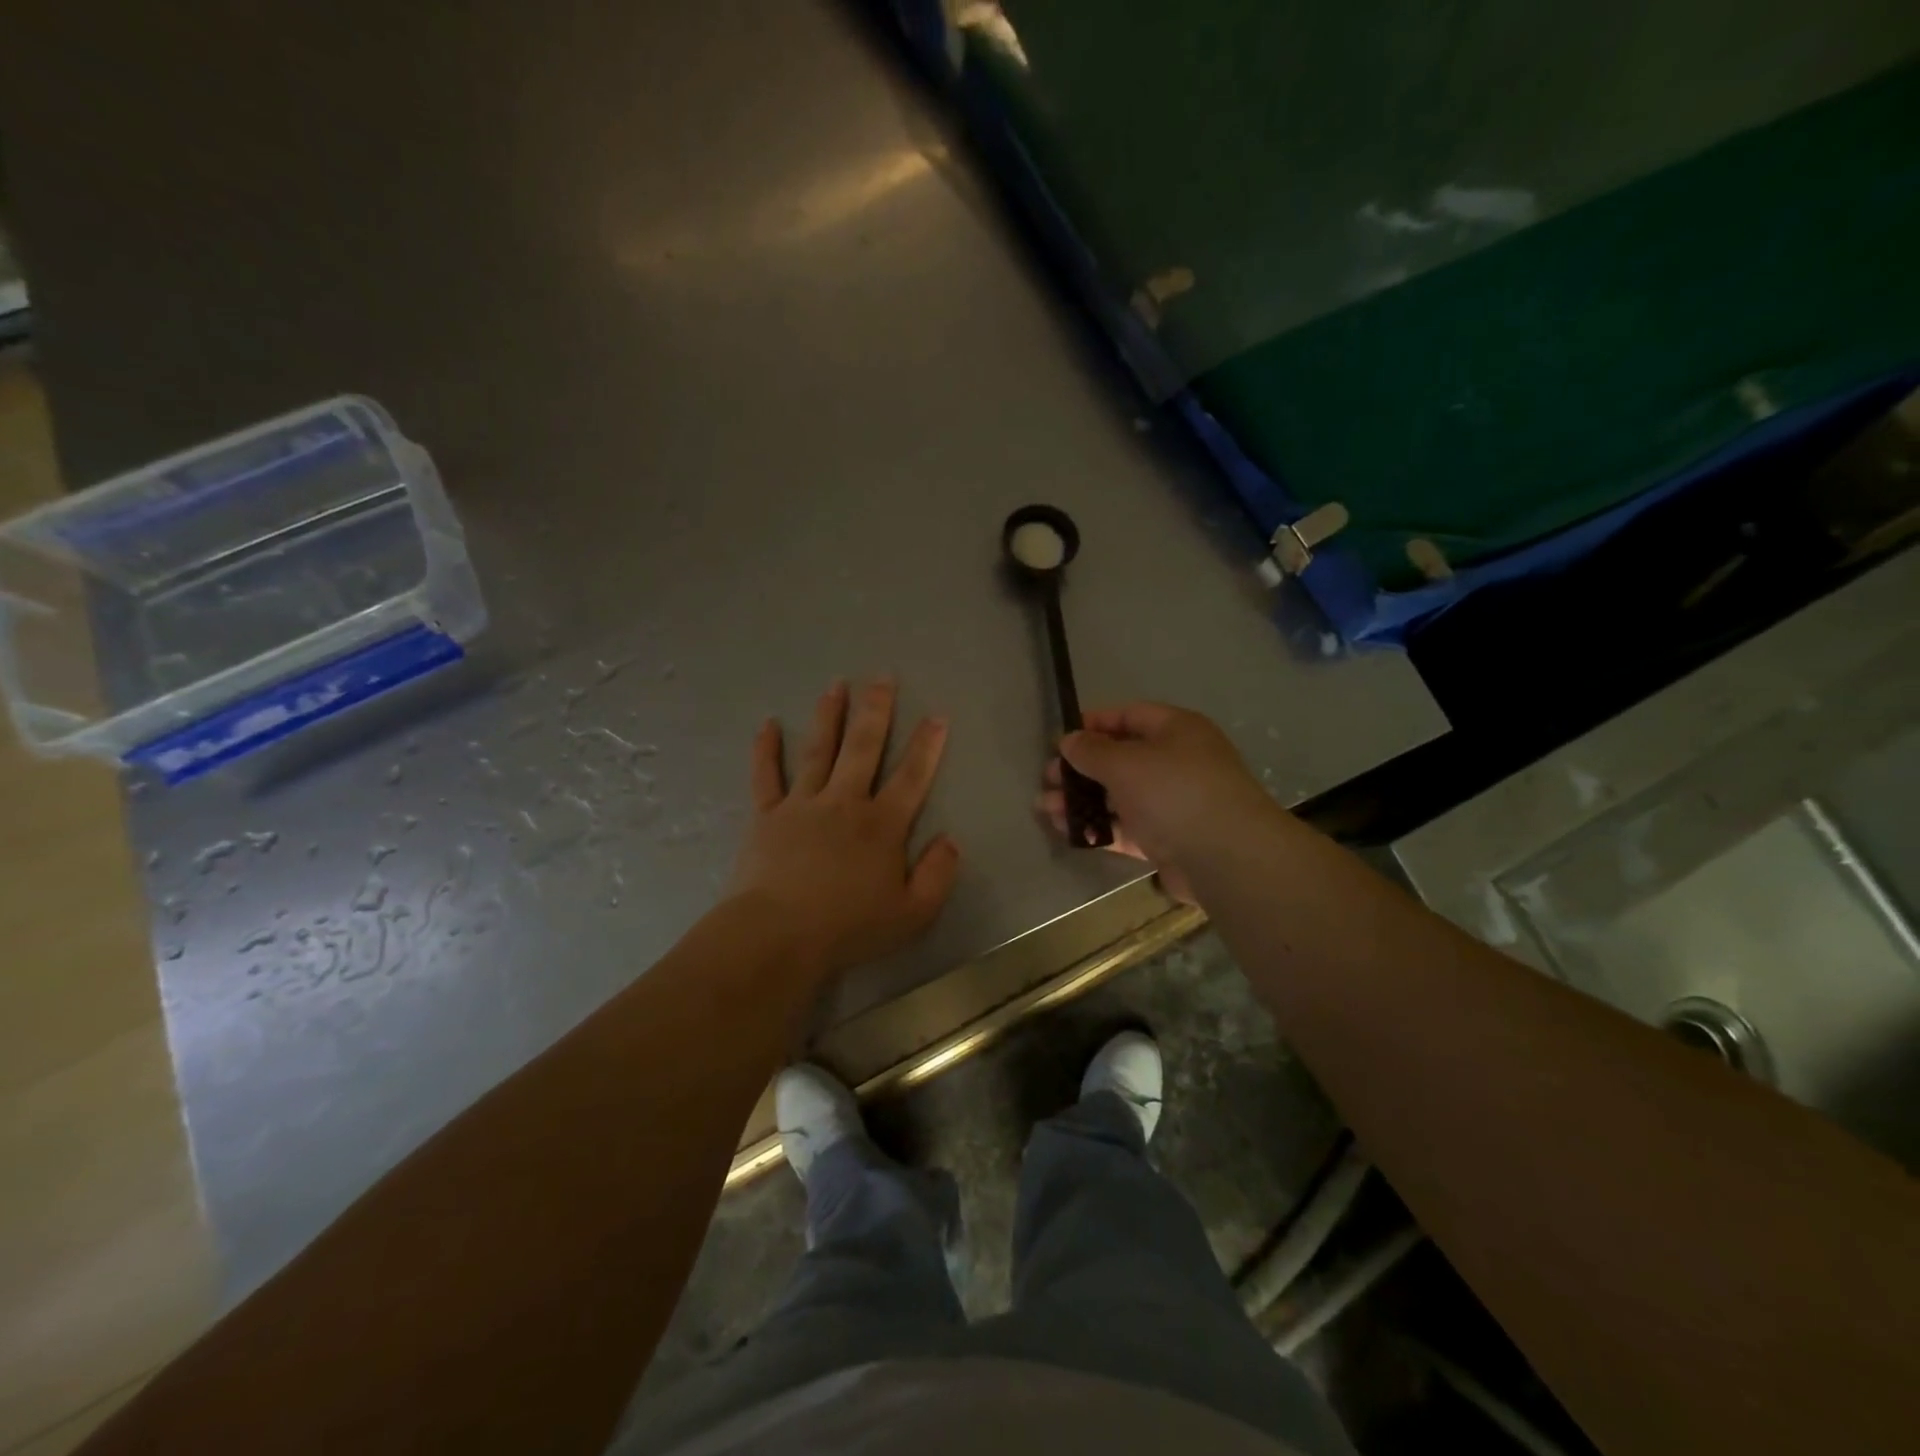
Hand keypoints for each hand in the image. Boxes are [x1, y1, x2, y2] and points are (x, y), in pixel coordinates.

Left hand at [729, 678, 959, 979]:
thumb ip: (938, 874)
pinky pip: (766, 776)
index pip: (911, 776)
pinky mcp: (767, 816)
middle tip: (881, 677)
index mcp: (882, 825)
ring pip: (819, 750)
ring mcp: (802, 804)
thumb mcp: (913, 913)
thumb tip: (951, 839)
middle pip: (864, 747)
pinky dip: (766, 749)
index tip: (937, 715)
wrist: (777, 936)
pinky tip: (768, 724)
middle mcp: (844, 802)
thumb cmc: (849, 928)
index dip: (927, 745)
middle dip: (876, 710)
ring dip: (830, 715)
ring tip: (837, 685)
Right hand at [1038, 702, 1278, 904]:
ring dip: (1083, 801)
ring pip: (1120, 796)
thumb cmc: (1175, 792)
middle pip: (1121, 758)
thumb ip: (1091, 751)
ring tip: (1046, 810)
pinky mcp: (1169, 839)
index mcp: (1176, 730)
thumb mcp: (1125, 763)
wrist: (1227, 858)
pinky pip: (1127, 828)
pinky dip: (1100, 828)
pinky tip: (1069, 833)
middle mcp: (1177, 762)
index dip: (1093, 724)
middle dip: (1080, 769)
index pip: (1129, 716)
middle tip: (1047, 780)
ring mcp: (1174, 803)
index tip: (1060, 740)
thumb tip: (1068, 740)